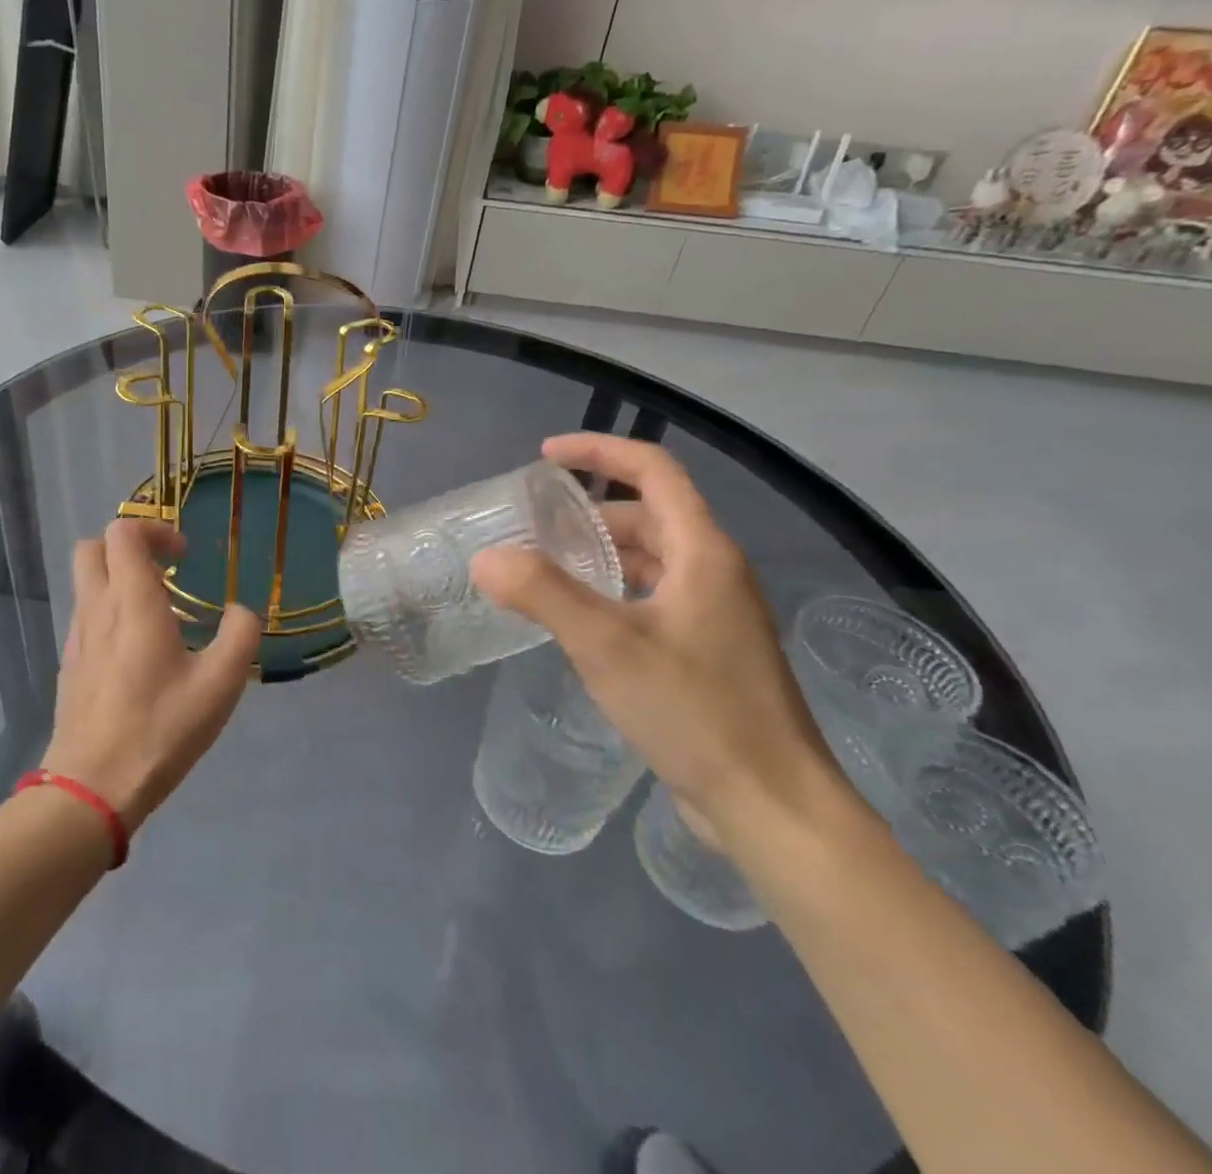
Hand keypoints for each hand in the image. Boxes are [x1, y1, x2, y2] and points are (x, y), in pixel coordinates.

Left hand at [43, 520, 262, 830]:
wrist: (92, 787)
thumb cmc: (160, 728)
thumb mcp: (220, 685)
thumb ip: (240, 636)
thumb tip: (242, 611)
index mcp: (131, 602)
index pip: (123, 532)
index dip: (155, 530)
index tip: (185, 557)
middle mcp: (96, 608)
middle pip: (93, 548)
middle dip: (129, 547)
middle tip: (166, 572)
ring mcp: (77, 637)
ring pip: (87, 583)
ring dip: (119, 580)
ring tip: (159, 615)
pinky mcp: (70, 664)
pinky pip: (86, 616)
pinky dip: (109, 612)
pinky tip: (139, 652)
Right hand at [471, 434, 839, 840]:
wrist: (772, 807)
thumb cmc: (695, 712)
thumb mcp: (607, 645)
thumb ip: (542, 593)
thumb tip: (486, 558)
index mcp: (703, 553)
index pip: (654, 471)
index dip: (600, 451)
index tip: (545, 456)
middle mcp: (715, 573)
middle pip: (650, 515)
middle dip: (590, 511)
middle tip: (534, 527)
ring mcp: (716, 615)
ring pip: (651, 559)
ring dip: (601, 553)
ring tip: (546, 569)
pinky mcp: (708, 652)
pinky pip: (653, 597)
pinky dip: (613, 590)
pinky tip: (580, 621)